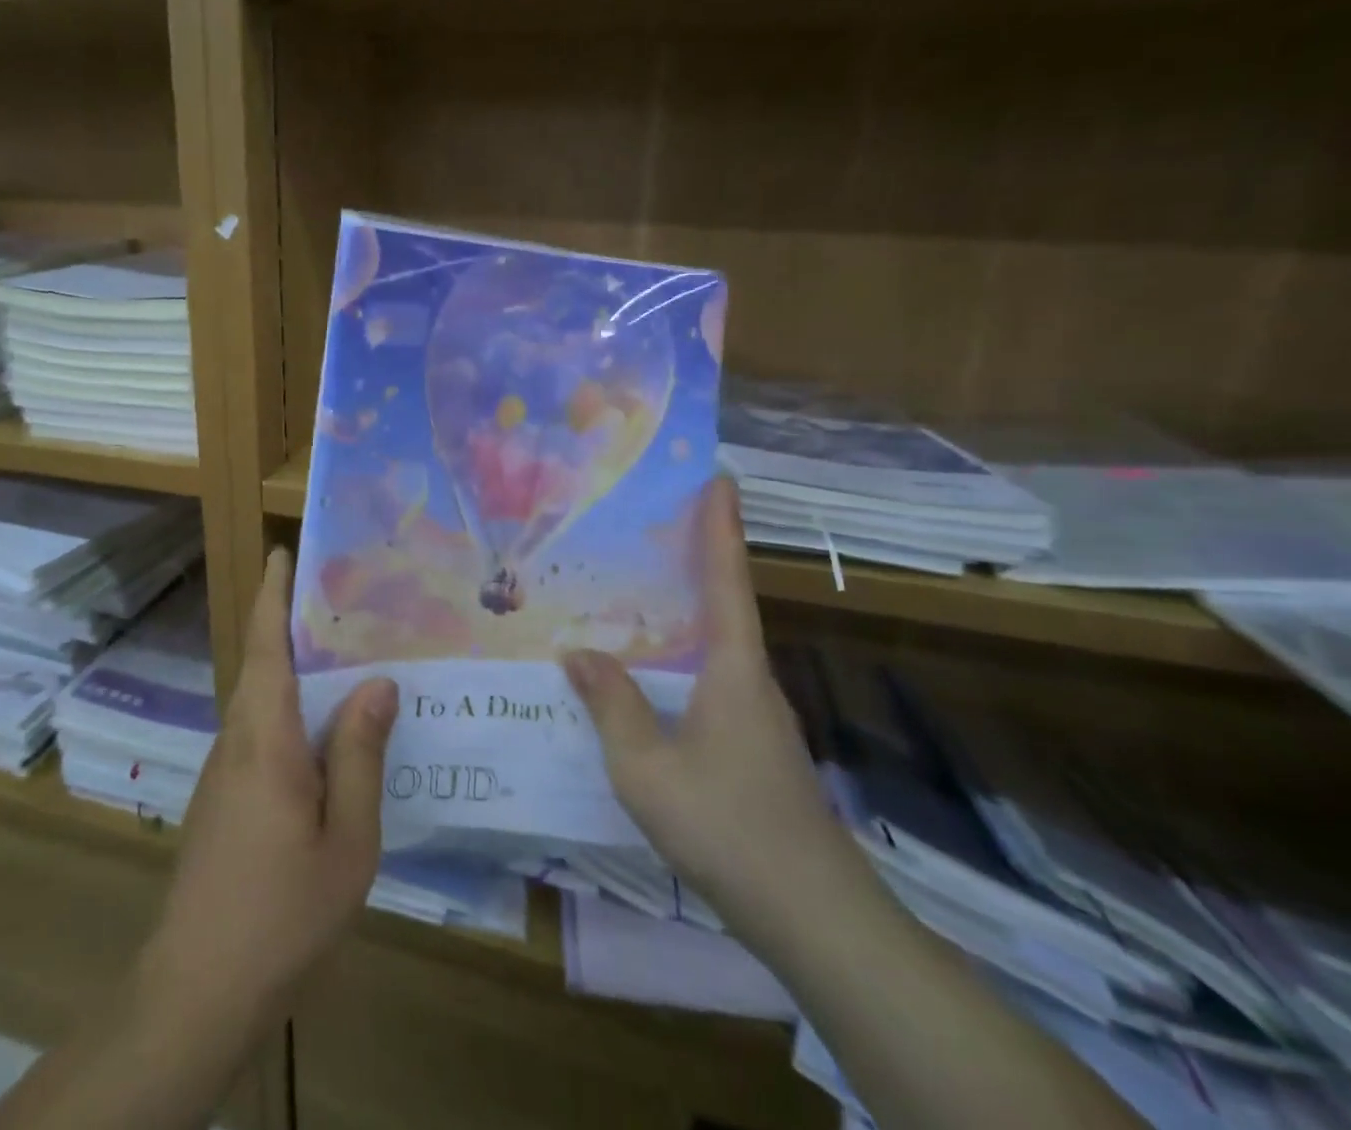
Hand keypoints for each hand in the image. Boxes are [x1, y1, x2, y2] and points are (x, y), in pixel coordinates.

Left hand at [141, 548, 398, 1036]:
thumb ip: (360, 756)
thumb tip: (378, 683)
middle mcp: (236, 741)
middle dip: (292, 625)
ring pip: (261, 702)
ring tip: (347, 659)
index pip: (267, 646)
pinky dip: (290, 712)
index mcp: (266, 738)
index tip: (283, 552)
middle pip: (263, 666)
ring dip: (294, 671)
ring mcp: (223, 773)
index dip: (273, 595)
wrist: (196, 991)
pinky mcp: (221, 800)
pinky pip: (260, 734)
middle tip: (346, 602)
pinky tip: (325, 735)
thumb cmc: (282, 912)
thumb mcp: (346, 839)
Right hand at [562, 476, 871, 953]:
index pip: (727, 581)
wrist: (815, 918)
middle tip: (648, 528)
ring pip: (715, 649)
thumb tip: (580, 652)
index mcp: (734, 669)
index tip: (719, 478)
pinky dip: (680, 661)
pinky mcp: (755, 749)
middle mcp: (752, 681)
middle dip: (694, 561)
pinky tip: (648, 680)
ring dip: (683, 615)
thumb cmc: (728, 826)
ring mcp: (758, 717)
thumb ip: (612, 705)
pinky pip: (710, 684)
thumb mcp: (646, 767)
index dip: (721, 527)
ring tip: (631, 597)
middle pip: (723, 606)